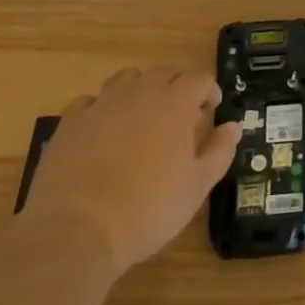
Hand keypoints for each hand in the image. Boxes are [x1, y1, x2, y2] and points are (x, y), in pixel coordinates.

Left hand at [21, 67, 241, 273]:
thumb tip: (233, 126)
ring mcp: (102, 104)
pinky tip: (102, 129)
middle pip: (164, 72)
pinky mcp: (70, 123)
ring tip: (142, 114)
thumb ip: (219, 151)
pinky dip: (101, 108)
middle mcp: (140, 93)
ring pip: (127, 79)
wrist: (76, 232)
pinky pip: (90, 101)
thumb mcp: (197, 187)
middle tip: (181, 112)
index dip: (209, 91)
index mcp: (175, 103)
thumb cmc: (148, 210)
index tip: (212, 109)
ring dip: (140, 89)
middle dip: (177, 86)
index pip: (199, 79)